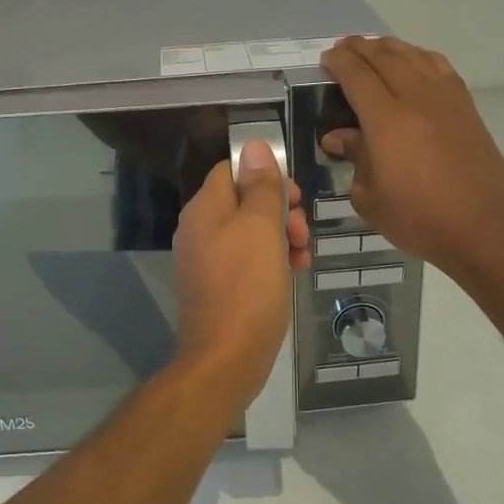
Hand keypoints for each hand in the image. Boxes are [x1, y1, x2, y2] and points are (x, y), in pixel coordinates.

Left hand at [171, 140, 309, 406]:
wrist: (227, 358)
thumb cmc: (247, 285)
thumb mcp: (261, 228)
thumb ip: (260, 186)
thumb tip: (253, 146)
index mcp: (205, 209)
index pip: (232, 171)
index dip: (265, 176)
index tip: (293, 196)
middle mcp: (199, 230)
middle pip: (244, 201)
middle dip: (280, 211)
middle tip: (302, 231)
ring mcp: (207, 260)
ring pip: (250, 232)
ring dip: (282, 236)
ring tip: (303, 256)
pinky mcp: (218, 286)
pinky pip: (247, 260)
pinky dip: (271, 260)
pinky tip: (293, 273)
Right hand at [319, 36, 503, 278]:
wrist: (484, 228)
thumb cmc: (420, 219)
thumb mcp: (371, 197)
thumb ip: (354, 159)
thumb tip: (338, 137)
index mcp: (387, 120)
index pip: (357, 76)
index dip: (339, 62)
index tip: (326, 59)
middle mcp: (417, 99)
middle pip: (385, 57)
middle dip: (361, 47)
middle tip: (344, 48)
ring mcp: (446, 99)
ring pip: (415, 55)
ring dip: (391, 47)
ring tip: (375, 48)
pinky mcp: (467, 107)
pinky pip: (440, 67)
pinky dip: (420, 56)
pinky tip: (414, 62)